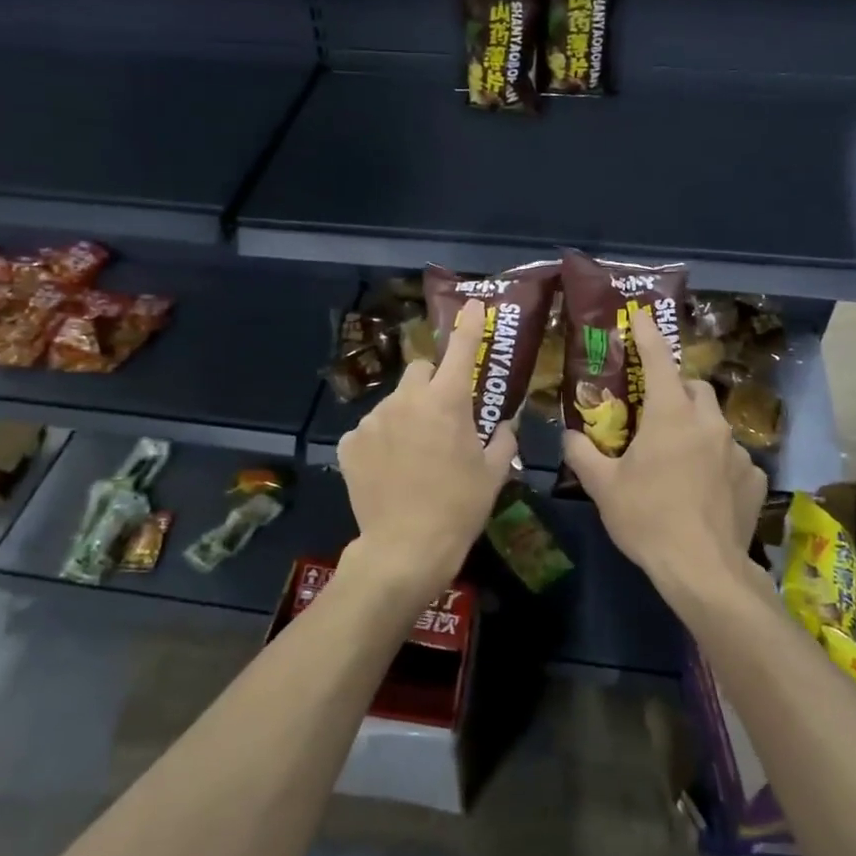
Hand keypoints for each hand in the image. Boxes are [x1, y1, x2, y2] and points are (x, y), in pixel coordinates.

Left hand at [337, 300, 518, 605]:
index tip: (471, 306)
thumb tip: (505, 424)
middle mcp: (406, 400)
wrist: (404, 549)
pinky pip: (371, 429)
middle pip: (420, 370)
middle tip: (442, 416)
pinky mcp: (350, 442)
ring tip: (414, 455)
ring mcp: (373, 419)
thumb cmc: (459, 508)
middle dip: (432, 383)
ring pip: (395, 402)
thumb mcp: (492, 474)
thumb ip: (502, 439)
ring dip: (406, 415)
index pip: (460, 350)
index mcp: (446, 402)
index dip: (468, 325)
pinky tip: (389, 470)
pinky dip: (382, 441)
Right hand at [561, 307, 766, 608]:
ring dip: (696, 428)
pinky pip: (732, 457)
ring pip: (714, 423)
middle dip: (676, 388)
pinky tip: (704, 489)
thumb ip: (582, 453)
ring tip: (678, 457)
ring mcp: (737, 450)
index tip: (642, 316)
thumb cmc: (647, 519)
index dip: (648, 335)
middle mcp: (709, 423)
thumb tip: (570, 436)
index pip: (659, 360)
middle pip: (695, 387)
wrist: (703, 570)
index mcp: (671, 415)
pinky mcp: (754, 478)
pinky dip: (716, 462)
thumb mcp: (603, 487)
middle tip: (655, 410)